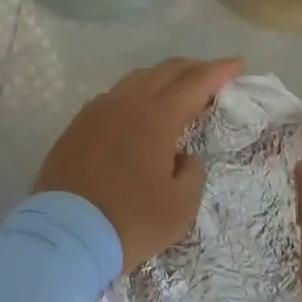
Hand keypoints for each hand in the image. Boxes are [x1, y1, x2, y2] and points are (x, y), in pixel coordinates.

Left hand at [35, 57, 242, 271]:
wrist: (64, 237)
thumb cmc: (129, 221)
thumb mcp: (180, 207)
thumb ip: (191, 173)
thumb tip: (183, 157)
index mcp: (156, 117)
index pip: (195, 83)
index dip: (219, 71)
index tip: (237, 64)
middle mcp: (126, 104)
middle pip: (164, 71)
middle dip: (192, 68)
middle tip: (211, 74)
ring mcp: (97, 112)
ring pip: (135, 80)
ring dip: (161, 78)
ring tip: (176, 88)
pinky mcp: (76, 126)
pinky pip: (112, 97)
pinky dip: (134, 94)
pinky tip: (137, 110)